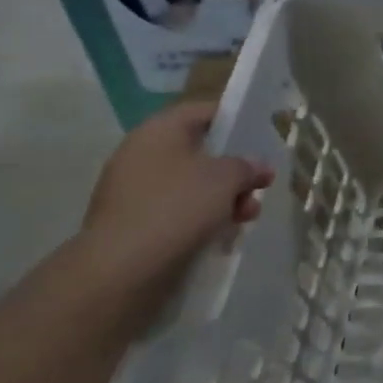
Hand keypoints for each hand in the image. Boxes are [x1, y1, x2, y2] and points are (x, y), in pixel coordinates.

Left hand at [73, 100, 273, 320]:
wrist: (121, 270)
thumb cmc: (177, 208)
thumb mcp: (225, 178)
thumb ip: (247, 166)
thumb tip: (258, 166)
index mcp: (159, 132)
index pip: (203, 112)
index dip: (235, 120)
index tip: (261, 137)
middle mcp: (142, 155)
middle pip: (200, 152)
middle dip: (234, 169)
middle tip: (260, 185)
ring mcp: (135, 192)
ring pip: (191, 185)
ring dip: (224, 197)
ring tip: (247, 217)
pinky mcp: (134, 225)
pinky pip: (177, 212)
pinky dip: (202, 219)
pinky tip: (223, 235)